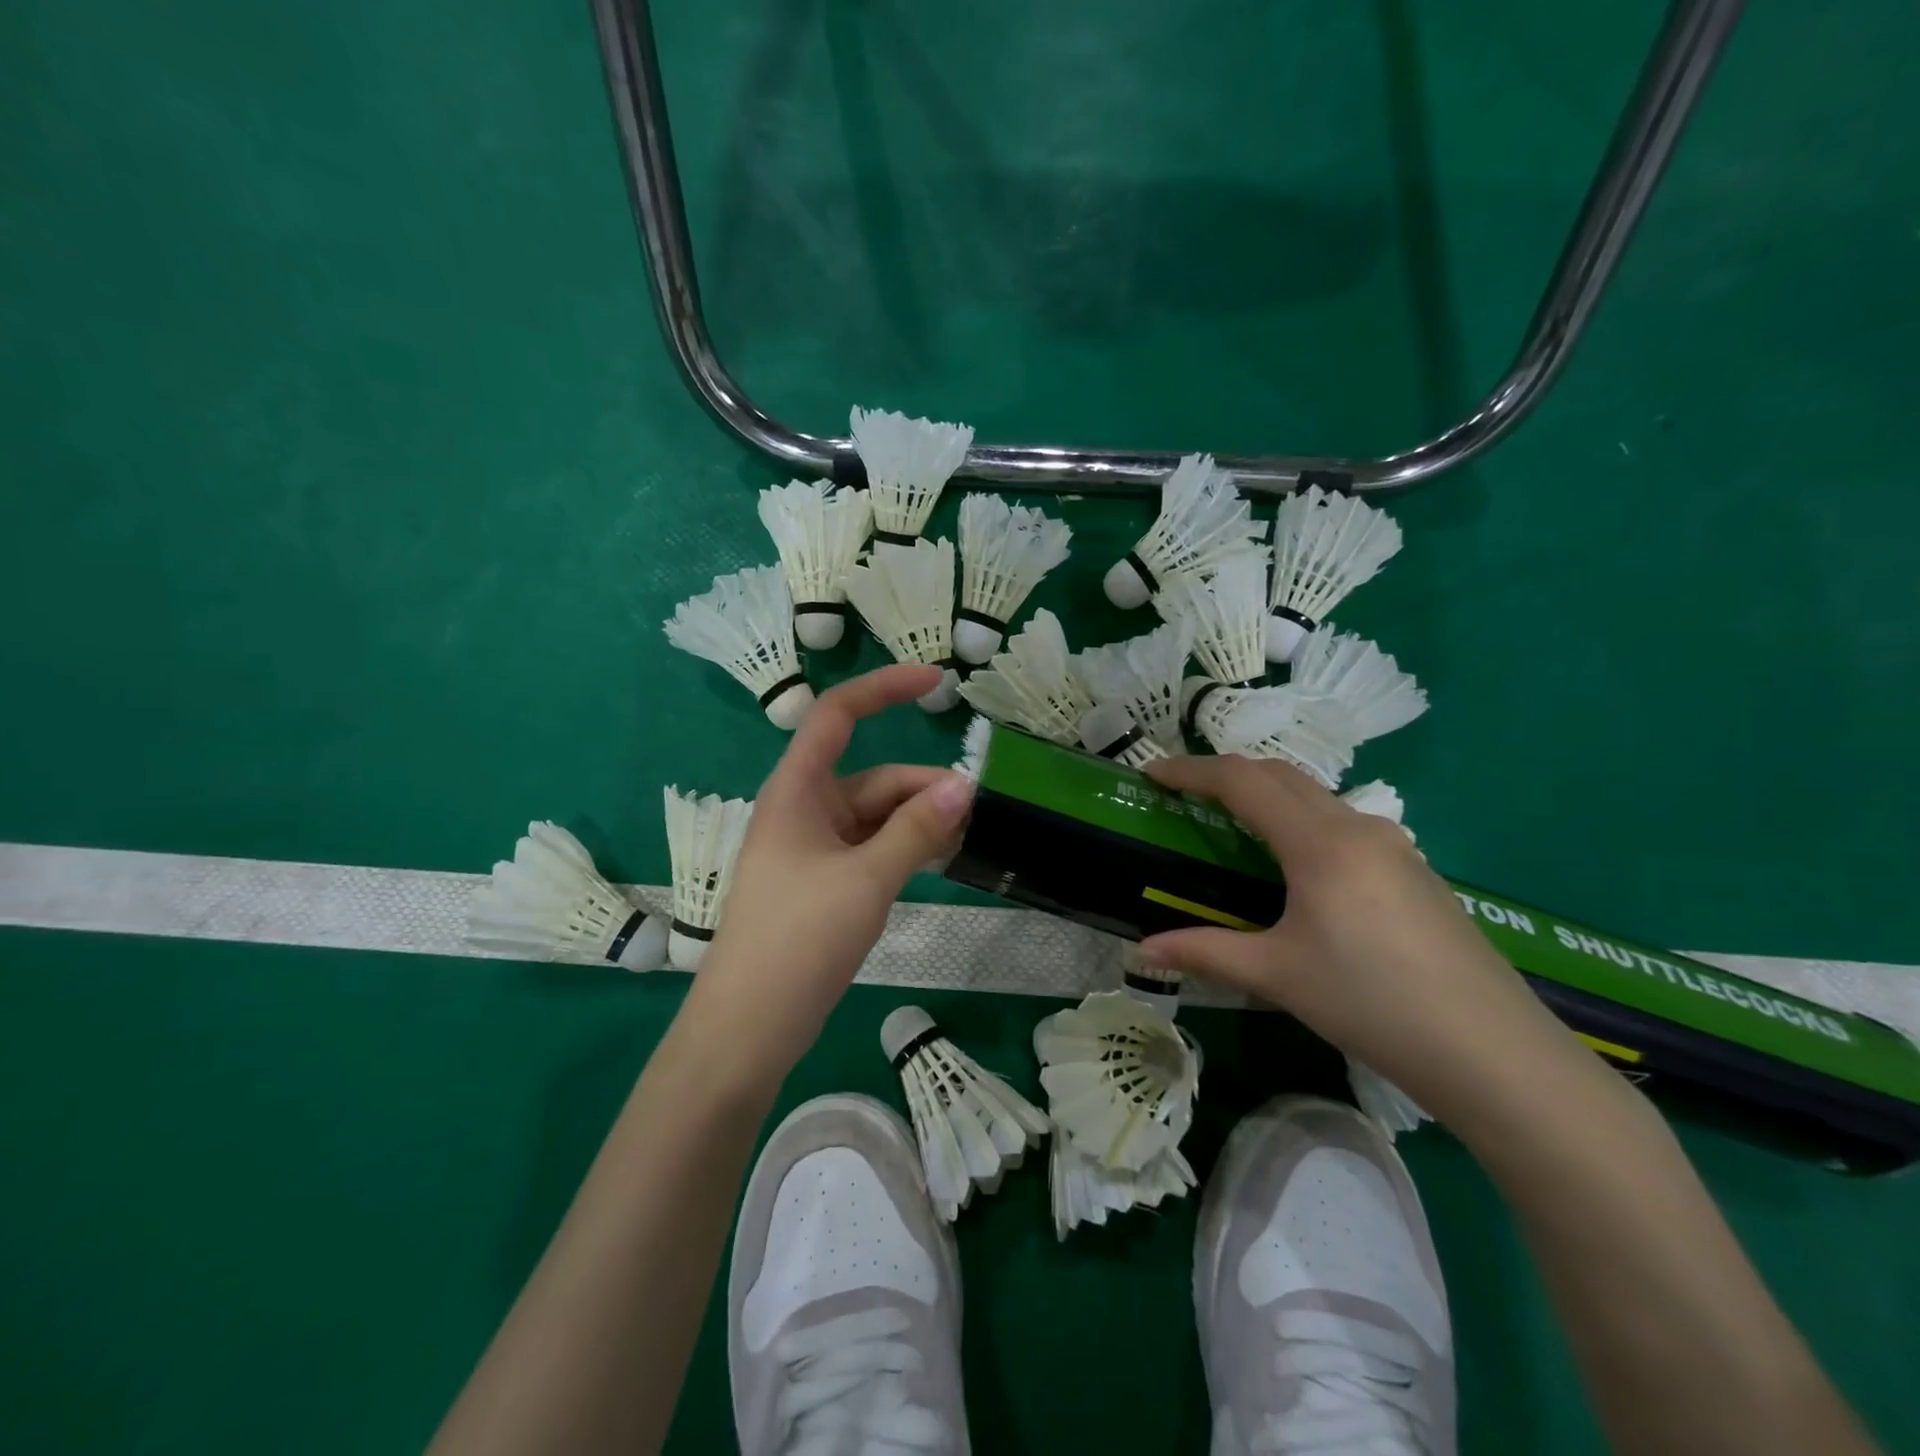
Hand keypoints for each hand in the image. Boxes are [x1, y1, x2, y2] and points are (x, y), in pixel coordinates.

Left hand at [689, 664, 974, 1071]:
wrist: (748, 1028)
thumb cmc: (797, 940)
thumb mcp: (866, 880)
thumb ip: (916, 829)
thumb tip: (964, 783)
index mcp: (797, 791)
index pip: (838, 715)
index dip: (885, 689)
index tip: (939, 683)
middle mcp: (805, 810)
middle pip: (873, 778)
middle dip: (924, 788)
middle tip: (977, 811)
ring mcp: (814, 849)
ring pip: (877, 817)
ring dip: (919, 821)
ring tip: (965, 839)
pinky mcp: (824, 883)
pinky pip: (872, 848)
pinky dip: (905, 848)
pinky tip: (938, 861)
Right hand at [1139, 755, 1589, 1125]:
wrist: (1493, 1052)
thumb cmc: (1372, 1003)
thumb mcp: (1278, 975)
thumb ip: (1205, 952)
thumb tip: (1142, 952)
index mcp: (1319, 843)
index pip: (1242, 782)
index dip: (1191, 770)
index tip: (1152, 772)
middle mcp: (1357, 828)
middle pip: (1280, 775)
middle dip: (1226, 773)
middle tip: (1184, 793)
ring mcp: (1394, 846)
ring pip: (1316, 796)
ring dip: (1268, 794)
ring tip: (1232, 822)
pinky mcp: (1414, 871)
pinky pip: (1343, 824)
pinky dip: (1301, 820)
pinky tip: (1296, 865)